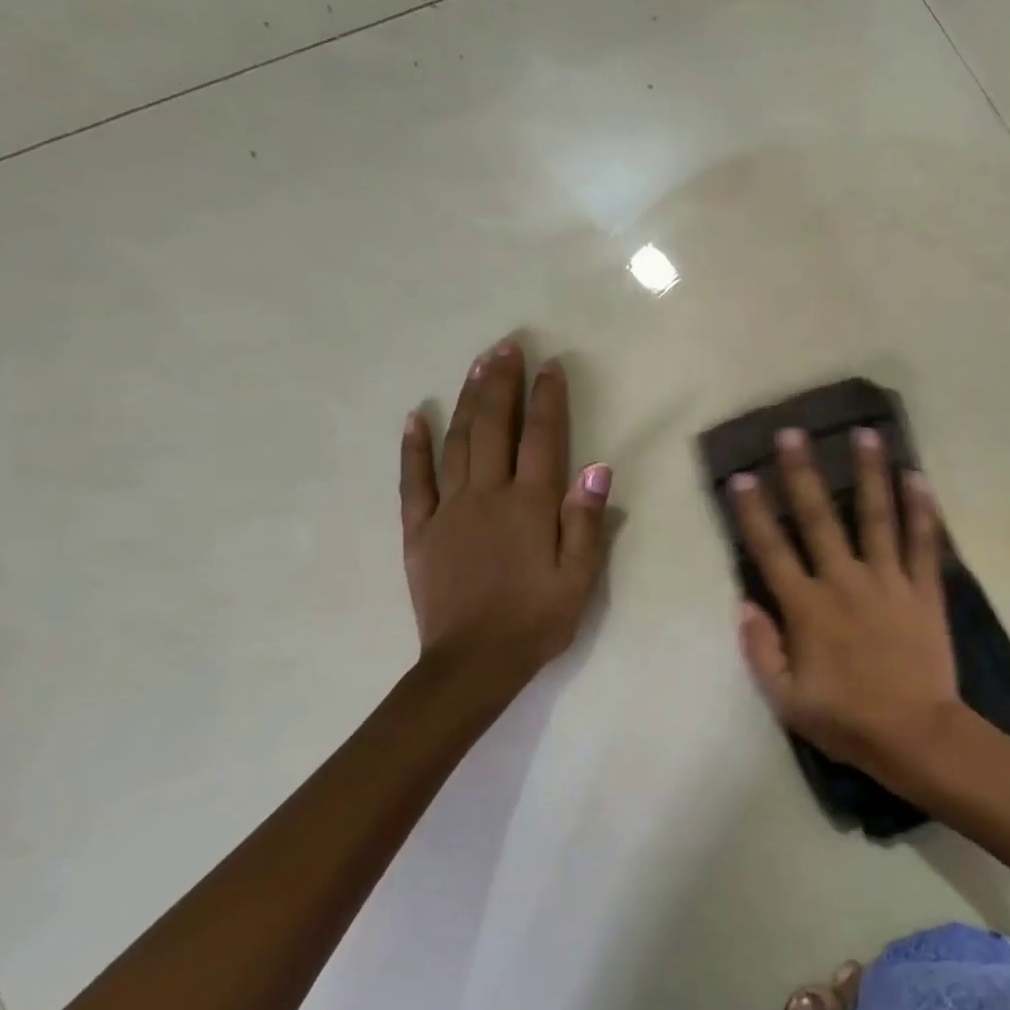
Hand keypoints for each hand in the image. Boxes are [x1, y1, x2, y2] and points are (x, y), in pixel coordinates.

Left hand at [400, 339, 610, 681]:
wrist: (473, 664)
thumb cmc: (538, 619)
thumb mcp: (580, 577)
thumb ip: (586, 520)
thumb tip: (597, 467)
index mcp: (531, 506)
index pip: (542, 438)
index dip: (548, 399)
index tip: (551, 365)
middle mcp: (487, 496)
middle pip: (494, 427)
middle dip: (501, 383)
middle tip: (507, 345)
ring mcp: (448, 510)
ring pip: (457, 442)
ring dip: (467, 400)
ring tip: (477, 365)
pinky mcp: (419, 530)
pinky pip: (413, 481)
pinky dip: (413, 447)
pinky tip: (415, 417)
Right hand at [732, 426, 961, 779]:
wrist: (915, 735)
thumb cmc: (847, 721)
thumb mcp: (787, 701)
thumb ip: (761, 650)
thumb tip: (745, 604)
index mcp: (807, 609)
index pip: (771, 551)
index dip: (752, 513)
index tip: (741, 477)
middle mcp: (845, 582)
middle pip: (820, 519)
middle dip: (803, 474)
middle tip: (794, 434)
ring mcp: (889, 581)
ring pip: (877, 517)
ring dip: (870, 474)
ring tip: (866, 434)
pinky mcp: (924, 590)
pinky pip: (923, 543)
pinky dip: (922, 510)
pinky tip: (918, 477)